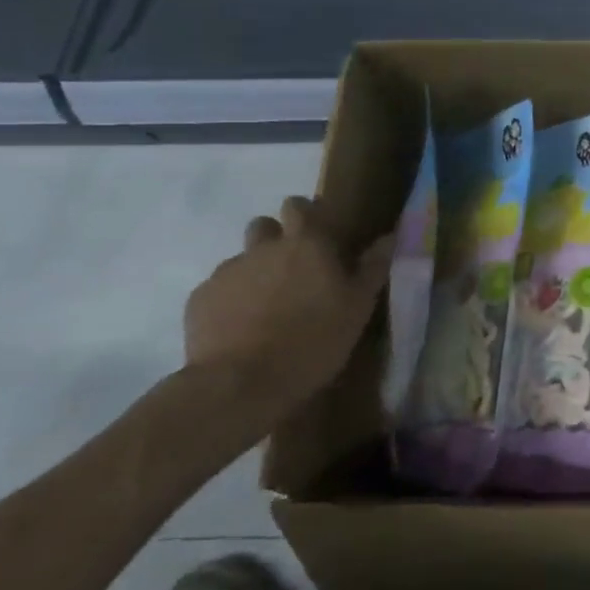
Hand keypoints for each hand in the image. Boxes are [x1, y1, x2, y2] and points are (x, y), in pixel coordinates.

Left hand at [182, 196, 391, 427]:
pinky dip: (230, 302)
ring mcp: (228, 272)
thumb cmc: (313, 341)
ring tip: (265, 307)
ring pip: (242, 260)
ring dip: (254, 273)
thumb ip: (372, 268)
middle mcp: (264, 248)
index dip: (307, 213)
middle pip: (264, 226)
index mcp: (307, 245)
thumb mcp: (358, 308)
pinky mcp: (200, 299)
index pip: (300, 206)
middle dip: (275, 239)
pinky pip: (219, 290)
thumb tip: (389, 236)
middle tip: (292, 271)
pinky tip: (240, 330)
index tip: (317, 232)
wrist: (240, 383)